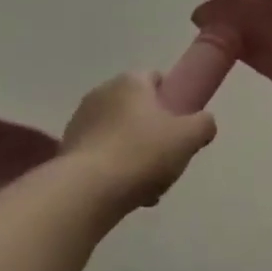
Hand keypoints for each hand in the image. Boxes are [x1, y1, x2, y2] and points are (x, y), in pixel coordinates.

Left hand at [62, 72, 216, 213]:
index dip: (171, 99)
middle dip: (152, 131)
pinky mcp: (68, 147)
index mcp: (130, 81)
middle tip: (167, 159)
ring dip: (133, 153)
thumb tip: (203, 122)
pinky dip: (113, 168)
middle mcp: (101, 92)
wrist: (87, 190)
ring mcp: (80, 120)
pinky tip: (124, 192)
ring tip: (147, 185)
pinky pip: (100, 153)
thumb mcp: (189, 137)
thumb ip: (204, 124)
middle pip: (137, 108)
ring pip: (119, 133)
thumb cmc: (142, 153)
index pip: (155, 78)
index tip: (180, 125)